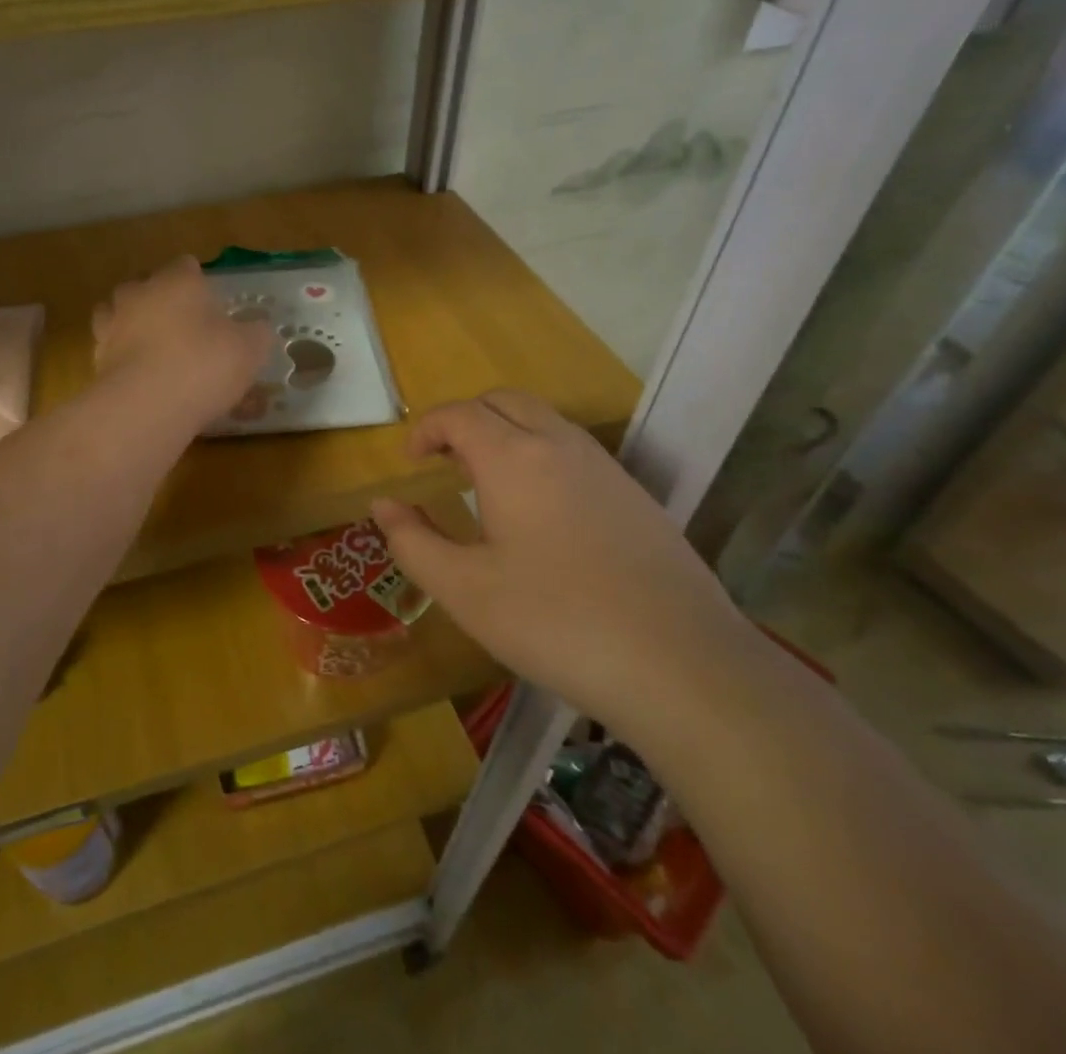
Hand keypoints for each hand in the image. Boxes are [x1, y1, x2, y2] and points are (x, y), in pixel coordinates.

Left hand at [92, 257, 274, 426]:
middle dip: (160, 300)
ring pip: (117, 314)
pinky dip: (123, 359)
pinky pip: (112, 351)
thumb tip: (257, 329)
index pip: (186, 265)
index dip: (198, 279)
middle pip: (145, 286)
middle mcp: (140, 294)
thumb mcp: (250, 349)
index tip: (211, 299)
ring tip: (153, 349)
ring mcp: (112, 326)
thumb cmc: (205, 364)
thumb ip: (256, 333)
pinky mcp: (97, 360)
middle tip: (183, 325)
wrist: (147, 406)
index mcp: (178, 281)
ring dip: (133, 326)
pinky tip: (141, 379)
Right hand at [370, 391, 753, 728]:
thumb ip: (413, 542)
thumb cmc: (555, 622)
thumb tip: (383, 506)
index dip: (426, 429)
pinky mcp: (636, 496)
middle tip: (444, 461)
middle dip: (465, 419)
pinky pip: (575, 451)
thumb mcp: (465, 591)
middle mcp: (560, 445)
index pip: (459, 414)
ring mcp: (605, 468)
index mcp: (513, 458)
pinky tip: (541, 514)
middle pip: (504, 401)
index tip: (410, 462)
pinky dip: (541, 456)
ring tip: (486, 483)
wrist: (682, 664)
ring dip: (506, 433)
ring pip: (545, 421)